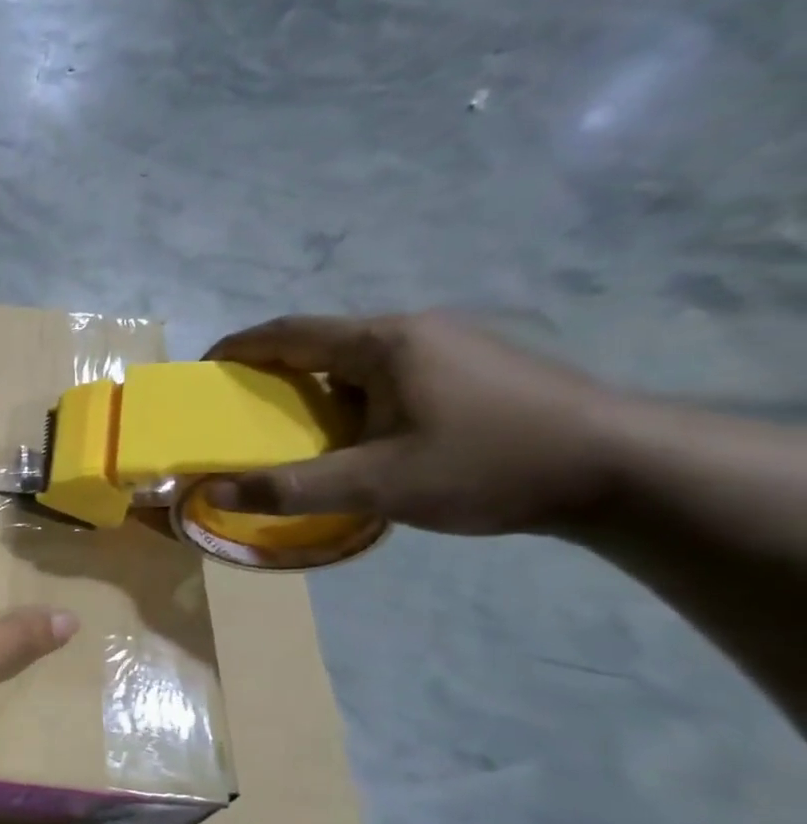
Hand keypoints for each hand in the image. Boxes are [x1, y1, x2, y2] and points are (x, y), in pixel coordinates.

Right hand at [202, 313, 625, 535]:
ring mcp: (451, 347)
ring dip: (316, 392)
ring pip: (357, 363)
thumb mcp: (376, 484)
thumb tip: (211, 493)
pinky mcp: (474, 369)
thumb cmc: (487, 464)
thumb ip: (289, 488)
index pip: (288, 333)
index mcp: (384, 342)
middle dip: (272, 376)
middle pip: (321, 344)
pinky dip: (353, 400)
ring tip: (297, 435)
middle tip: (242, 416)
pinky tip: (361, 439)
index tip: (201, 374)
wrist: (622, 469)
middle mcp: (414, 330)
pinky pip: (389, 376)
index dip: (237, 349)